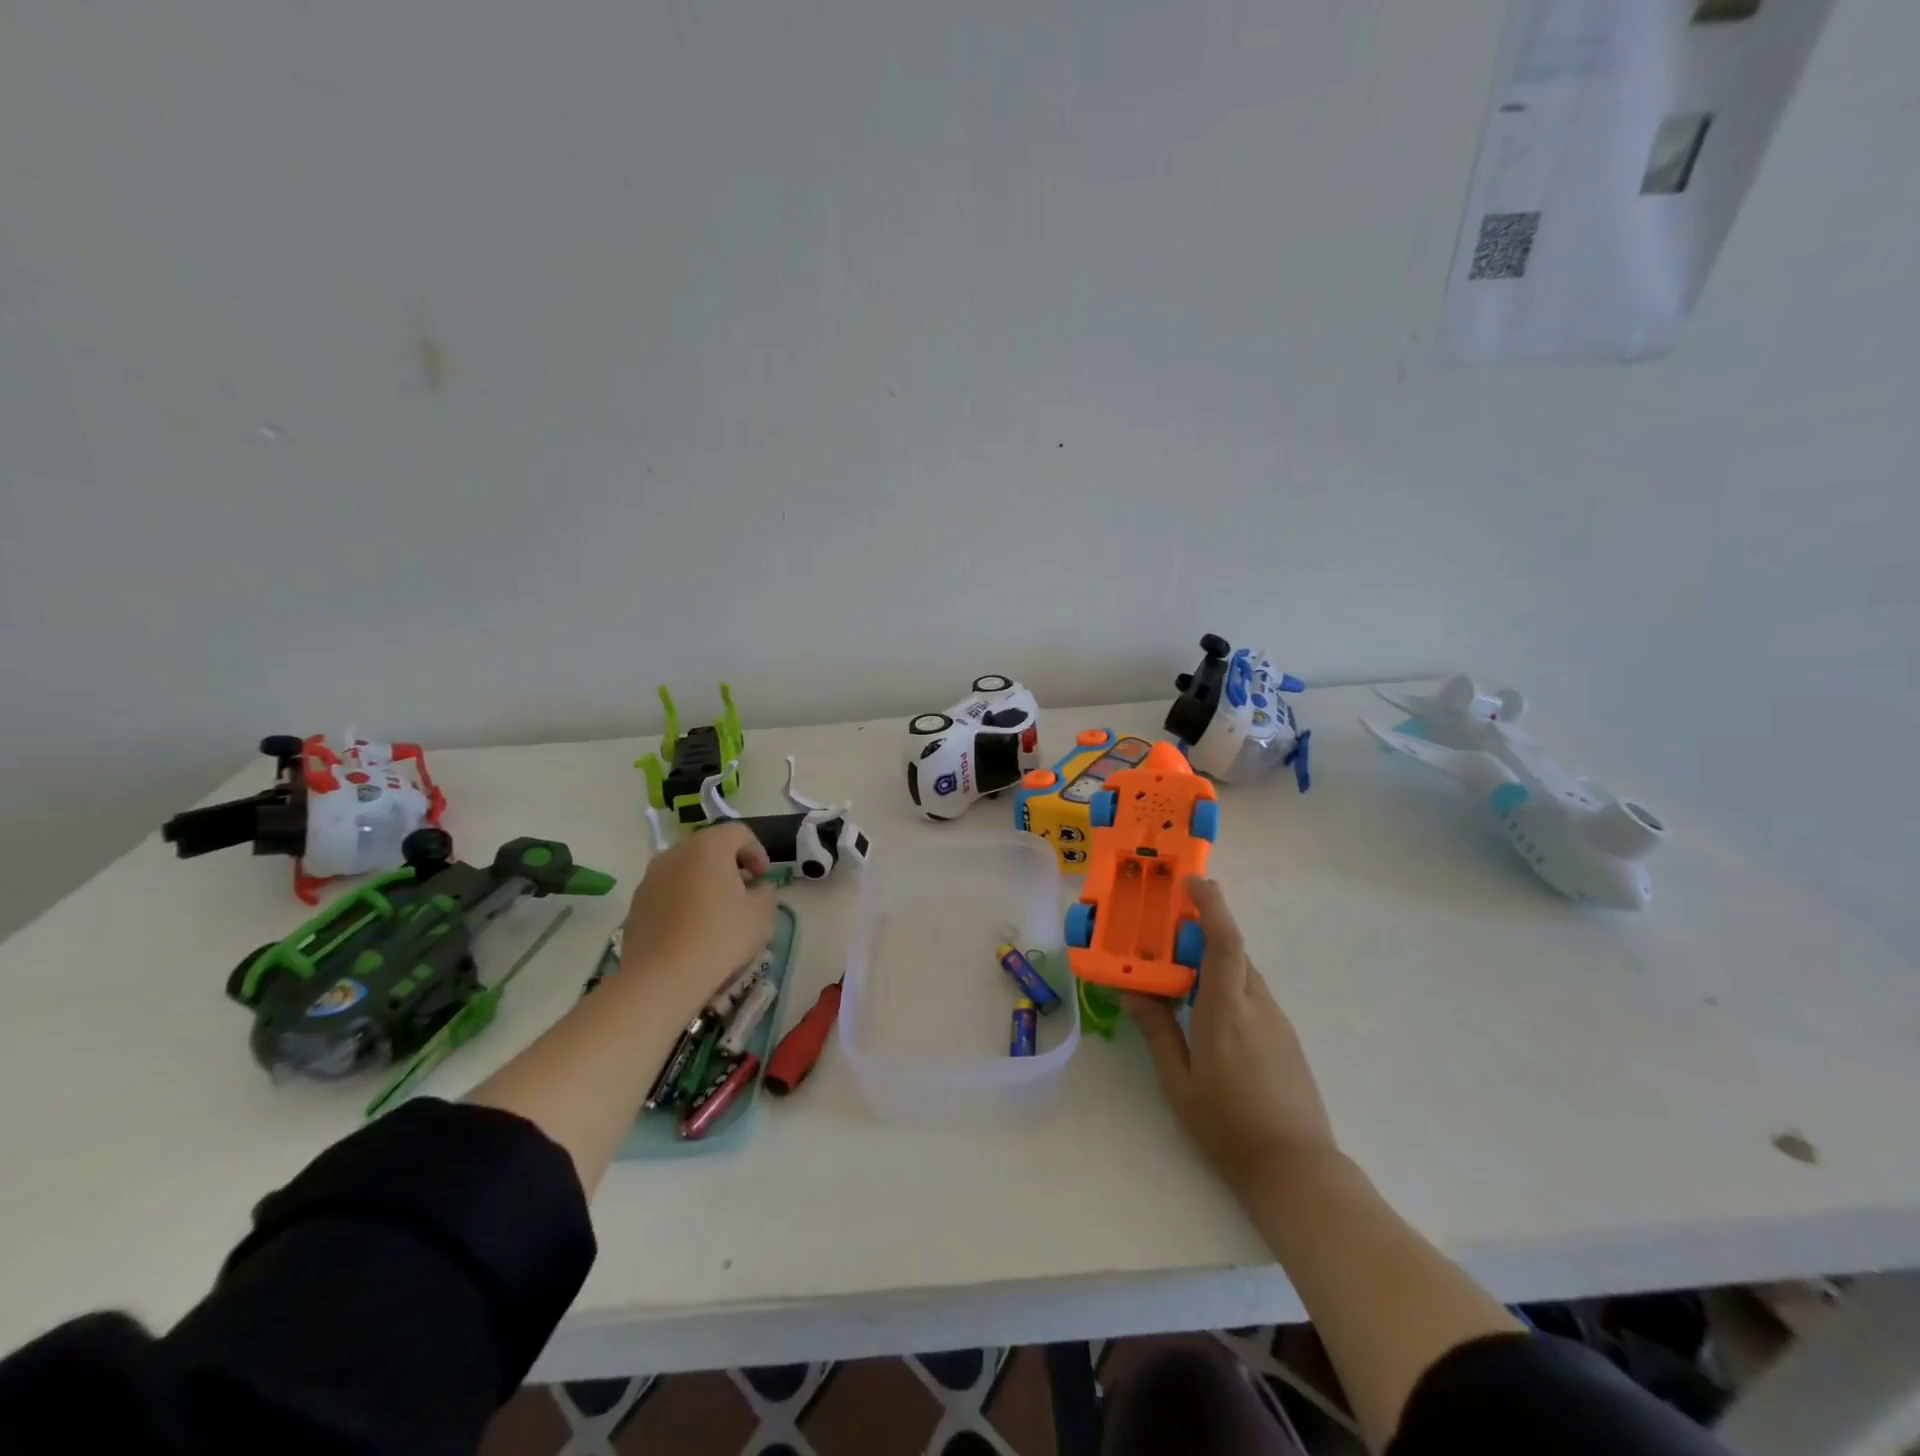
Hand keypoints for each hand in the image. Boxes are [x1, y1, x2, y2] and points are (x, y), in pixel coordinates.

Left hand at [620, 823, 775, 1018]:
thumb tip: (757, 889)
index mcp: (708, 846)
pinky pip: (668, 892)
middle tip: (744, 892)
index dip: (758, 851)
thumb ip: (766, 892)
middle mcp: (675, 853)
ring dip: (704, 882)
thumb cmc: (719, 937)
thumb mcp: (762, 913)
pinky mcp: (635, 904)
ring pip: (686, 870)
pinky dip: (684, 900)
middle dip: (730, 866)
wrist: (661, 979)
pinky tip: (693, 929)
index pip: (739, 833)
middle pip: (709, 848)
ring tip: (717, 913)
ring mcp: (650, 878)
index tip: (764, 878)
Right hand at [1125, 877, 1337, 1200]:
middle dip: (1205, 931)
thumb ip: (1157, 1031)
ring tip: (1182, 974)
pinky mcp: (1287, 1038)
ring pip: (1244, 973)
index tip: (1193, 882)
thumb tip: (1133, 992)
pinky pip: (1254, 995)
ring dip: (1216, 961)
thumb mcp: (1178, 1082)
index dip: (1211, 905)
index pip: (1224, 941)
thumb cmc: (1227, 1126)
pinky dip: (1229, 985)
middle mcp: (1257, 1005)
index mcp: (1226, 1009)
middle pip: (1233, 951)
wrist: (1296, 1169)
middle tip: (1169, 931)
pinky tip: (1209, 1012)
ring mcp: (1278, 1021)